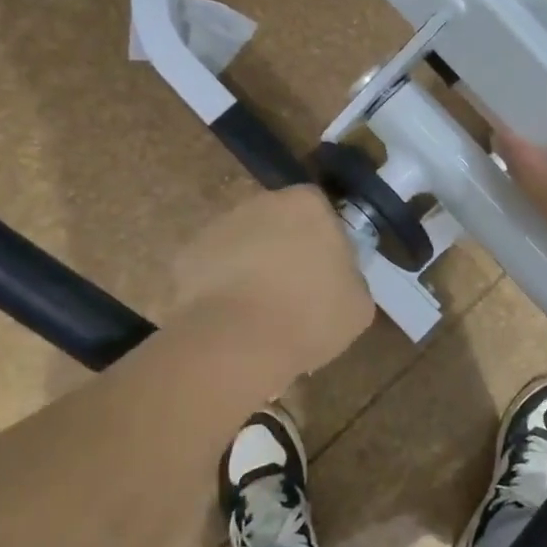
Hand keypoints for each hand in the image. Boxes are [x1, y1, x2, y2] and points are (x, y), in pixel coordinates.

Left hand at [169, 186, 373, 383]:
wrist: (237, 344)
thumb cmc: (309, 316)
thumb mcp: (358, 303)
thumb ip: (350, 277)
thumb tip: (338, 278)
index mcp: (308, 204)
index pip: (320, 210)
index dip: (323, 240)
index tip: (325, 274)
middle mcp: (262, 202)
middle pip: (279, 221)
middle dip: (285, 249)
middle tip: (293, 292)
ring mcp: (220, 226)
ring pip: (244, 242)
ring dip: (251, 266)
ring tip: (258, 311)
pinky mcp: (188, 255)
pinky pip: (213, 267)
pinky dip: (220, 286)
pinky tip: (230, 318)